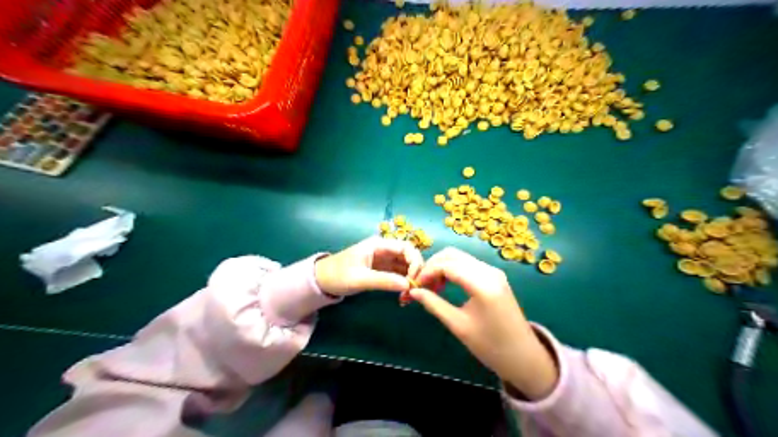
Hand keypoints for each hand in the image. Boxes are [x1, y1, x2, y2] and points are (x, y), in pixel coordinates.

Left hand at [315, 238, 424, 297]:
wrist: (321, 281)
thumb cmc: (338, 275)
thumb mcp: (360, 279)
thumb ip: (384, 281)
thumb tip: (408, 285)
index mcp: (379, 245)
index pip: (406, 247)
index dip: (415, 261)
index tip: (415, 280)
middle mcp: (385, 249)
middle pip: (409, 256)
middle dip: (416, 272)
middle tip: (416, 290)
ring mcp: (384, 260)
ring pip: (406, 266)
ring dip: (411, 279)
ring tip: (410, 296)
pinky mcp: (382, 270)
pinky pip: (399, 274)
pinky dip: (404, 283)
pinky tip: (405, 295)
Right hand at [409, 247, 555, 400]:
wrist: (523, 356)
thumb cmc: (490, 345)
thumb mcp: (458, 325)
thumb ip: (434, 304)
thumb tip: (413, 292)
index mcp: (482, 284)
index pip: (448, 265)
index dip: (427, 271)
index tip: (414, 285)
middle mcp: (489, 271)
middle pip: (453, 254)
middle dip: (433, 265)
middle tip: (421, 284)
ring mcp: (493, 271)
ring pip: (460, 257)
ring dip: (442, 266)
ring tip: (431, 285)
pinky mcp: (494, 276)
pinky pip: (468, 264)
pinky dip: (453, 269)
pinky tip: (445, 284)